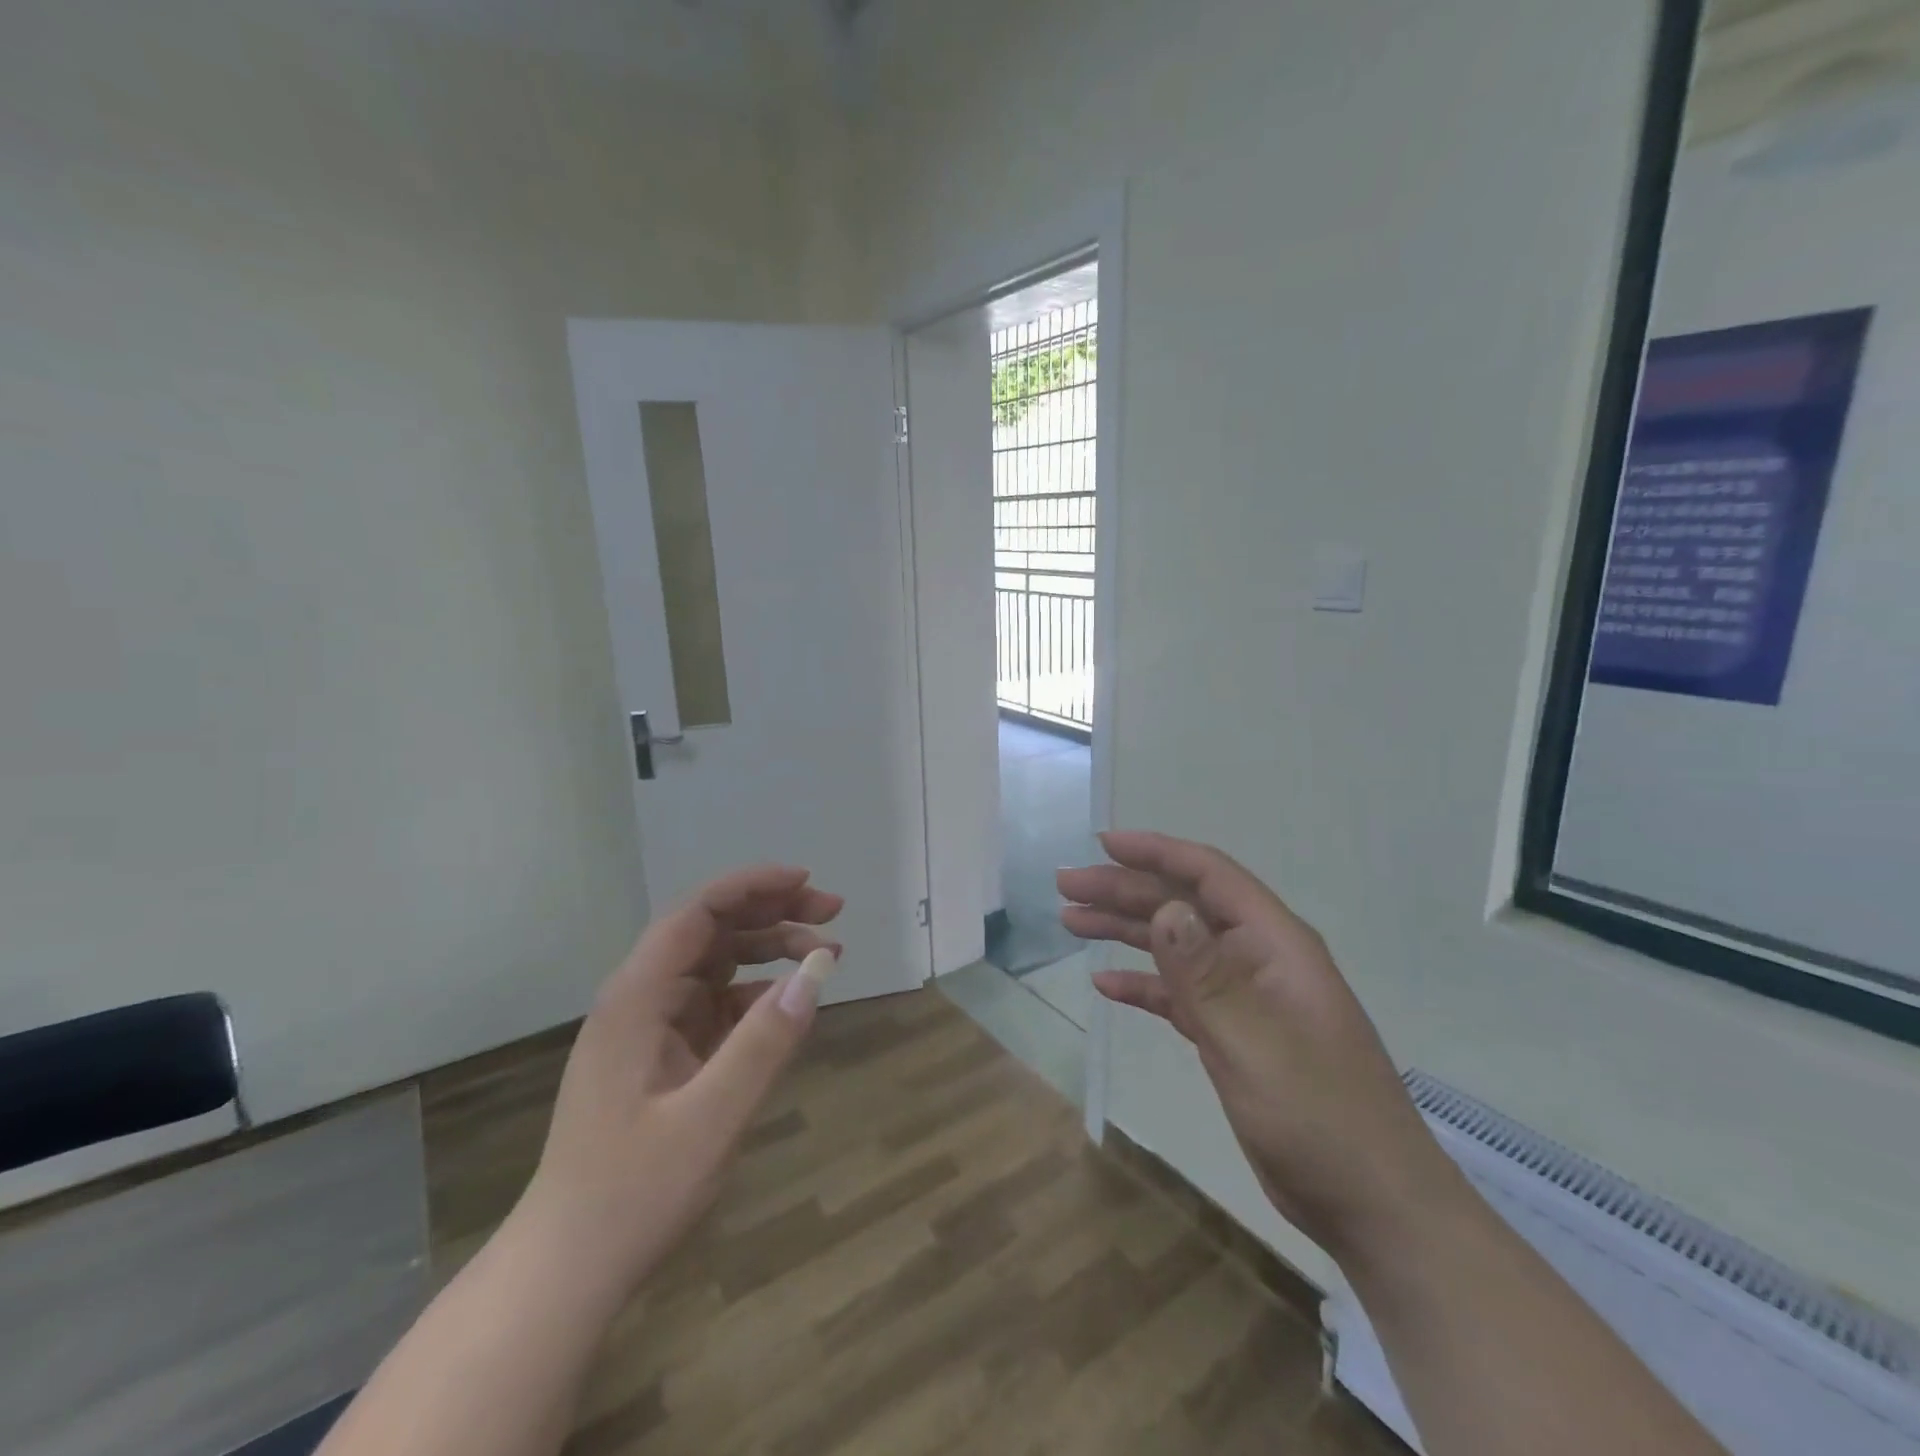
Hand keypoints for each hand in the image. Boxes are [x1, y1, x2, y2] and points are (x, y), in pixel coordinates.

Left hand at [516, 864, 841, 1296]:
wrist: (567, 1270)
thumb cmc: (632, 1193)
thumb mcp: (712, 1118)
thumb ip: (766, 1041)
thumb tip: (818, 971)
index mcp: (638, 997)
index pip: (698, 912)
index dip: (753, 886)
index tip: (807, 883)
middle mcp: (641, 999)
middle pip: (711, 929)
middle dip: (773, 912)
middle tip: (834, 913)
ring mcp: (651, 1028)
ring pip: (718, 963)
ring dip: (770, 949)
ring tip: (826, 952)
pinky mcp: (663, 1056)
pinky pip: (717, 1004)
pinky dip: (757, 993)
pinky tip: (789, 1003)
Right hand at [1059, 830, 1457, 1264]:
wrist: (1371, 1204)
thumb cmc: (1318, 1116)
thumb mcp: (1255, 1042)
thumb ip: (1206, 975)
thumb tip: (1166, 909)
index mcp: (1273, 944)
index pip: (1209, 876)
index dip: (1156, 852)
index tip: (1102, 844)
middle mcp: (1257, 958)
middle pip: (1183, 907)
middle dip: (1124, 891)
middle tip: (1066, 887)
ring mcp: (1246, 998)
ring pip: (1176, 947)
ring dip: (1126, 931)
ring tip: (1072, 922)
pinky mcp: (1234, 1035)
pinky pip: (1180, 995)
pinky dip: (1143, 984)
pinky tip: (1105, 985)